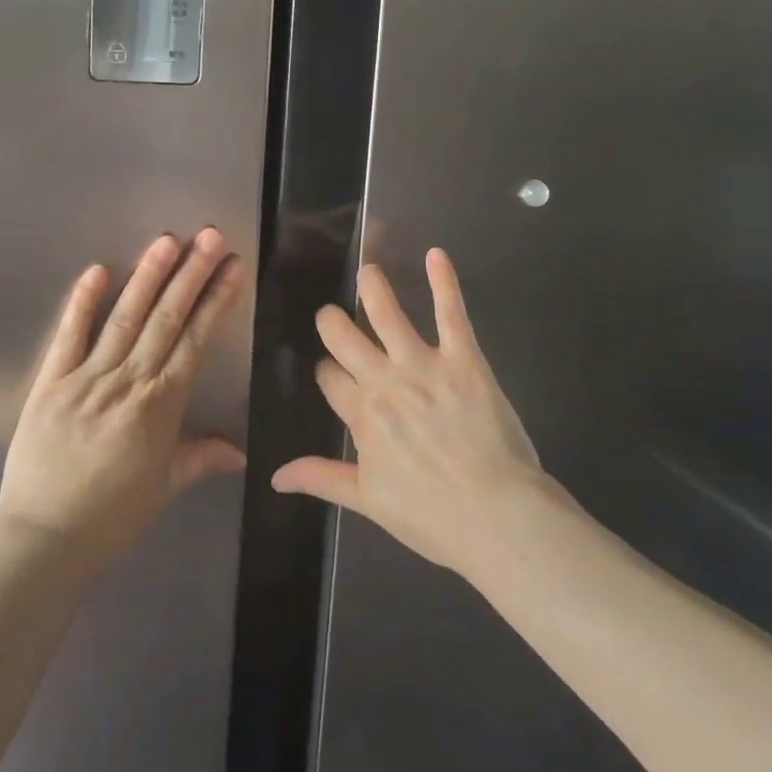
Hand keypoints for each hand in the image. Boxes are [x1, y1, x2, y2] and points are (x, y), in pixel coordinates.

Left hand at [0, 229, 247, 560]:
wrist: (44, 539)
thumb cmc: (112, 515)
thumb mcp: (165, 486)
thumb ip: (201, 457)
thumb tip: (242, 451)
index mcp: (161, 404)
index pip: (196, 340)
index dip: (217, 300)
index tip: (233, 266)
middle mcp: (129, 381)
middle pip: (166, 318)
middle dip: (191, 274)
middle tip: (208, 235)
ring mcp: (87, 377)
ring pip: (124, 317)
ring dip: (147, 277)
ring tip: (166, 241)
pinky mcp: (50, 382)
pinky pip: (68, 336)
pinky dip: (82, 303)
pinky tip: (97, 270)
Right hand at [272, 249, 546, 577]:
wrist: (495, 516)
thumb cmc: (432, 515)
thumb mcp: (368, 501)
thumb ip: (322, 478)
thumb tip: (275, 475)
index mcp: (361, 414)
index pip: (329, 378)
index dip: (327, 372)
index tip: (330, 373)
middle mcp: (384, 380)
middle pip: (344, 336)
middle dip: (333, 322)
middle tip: (332, 315)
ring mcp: (423, 365)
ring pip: (387, 314)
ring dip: (373, 288)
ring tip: (367, 269)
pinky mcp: (463, 359)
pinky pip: (450, 313)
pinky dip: (444, 282)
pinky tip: (436, 255)